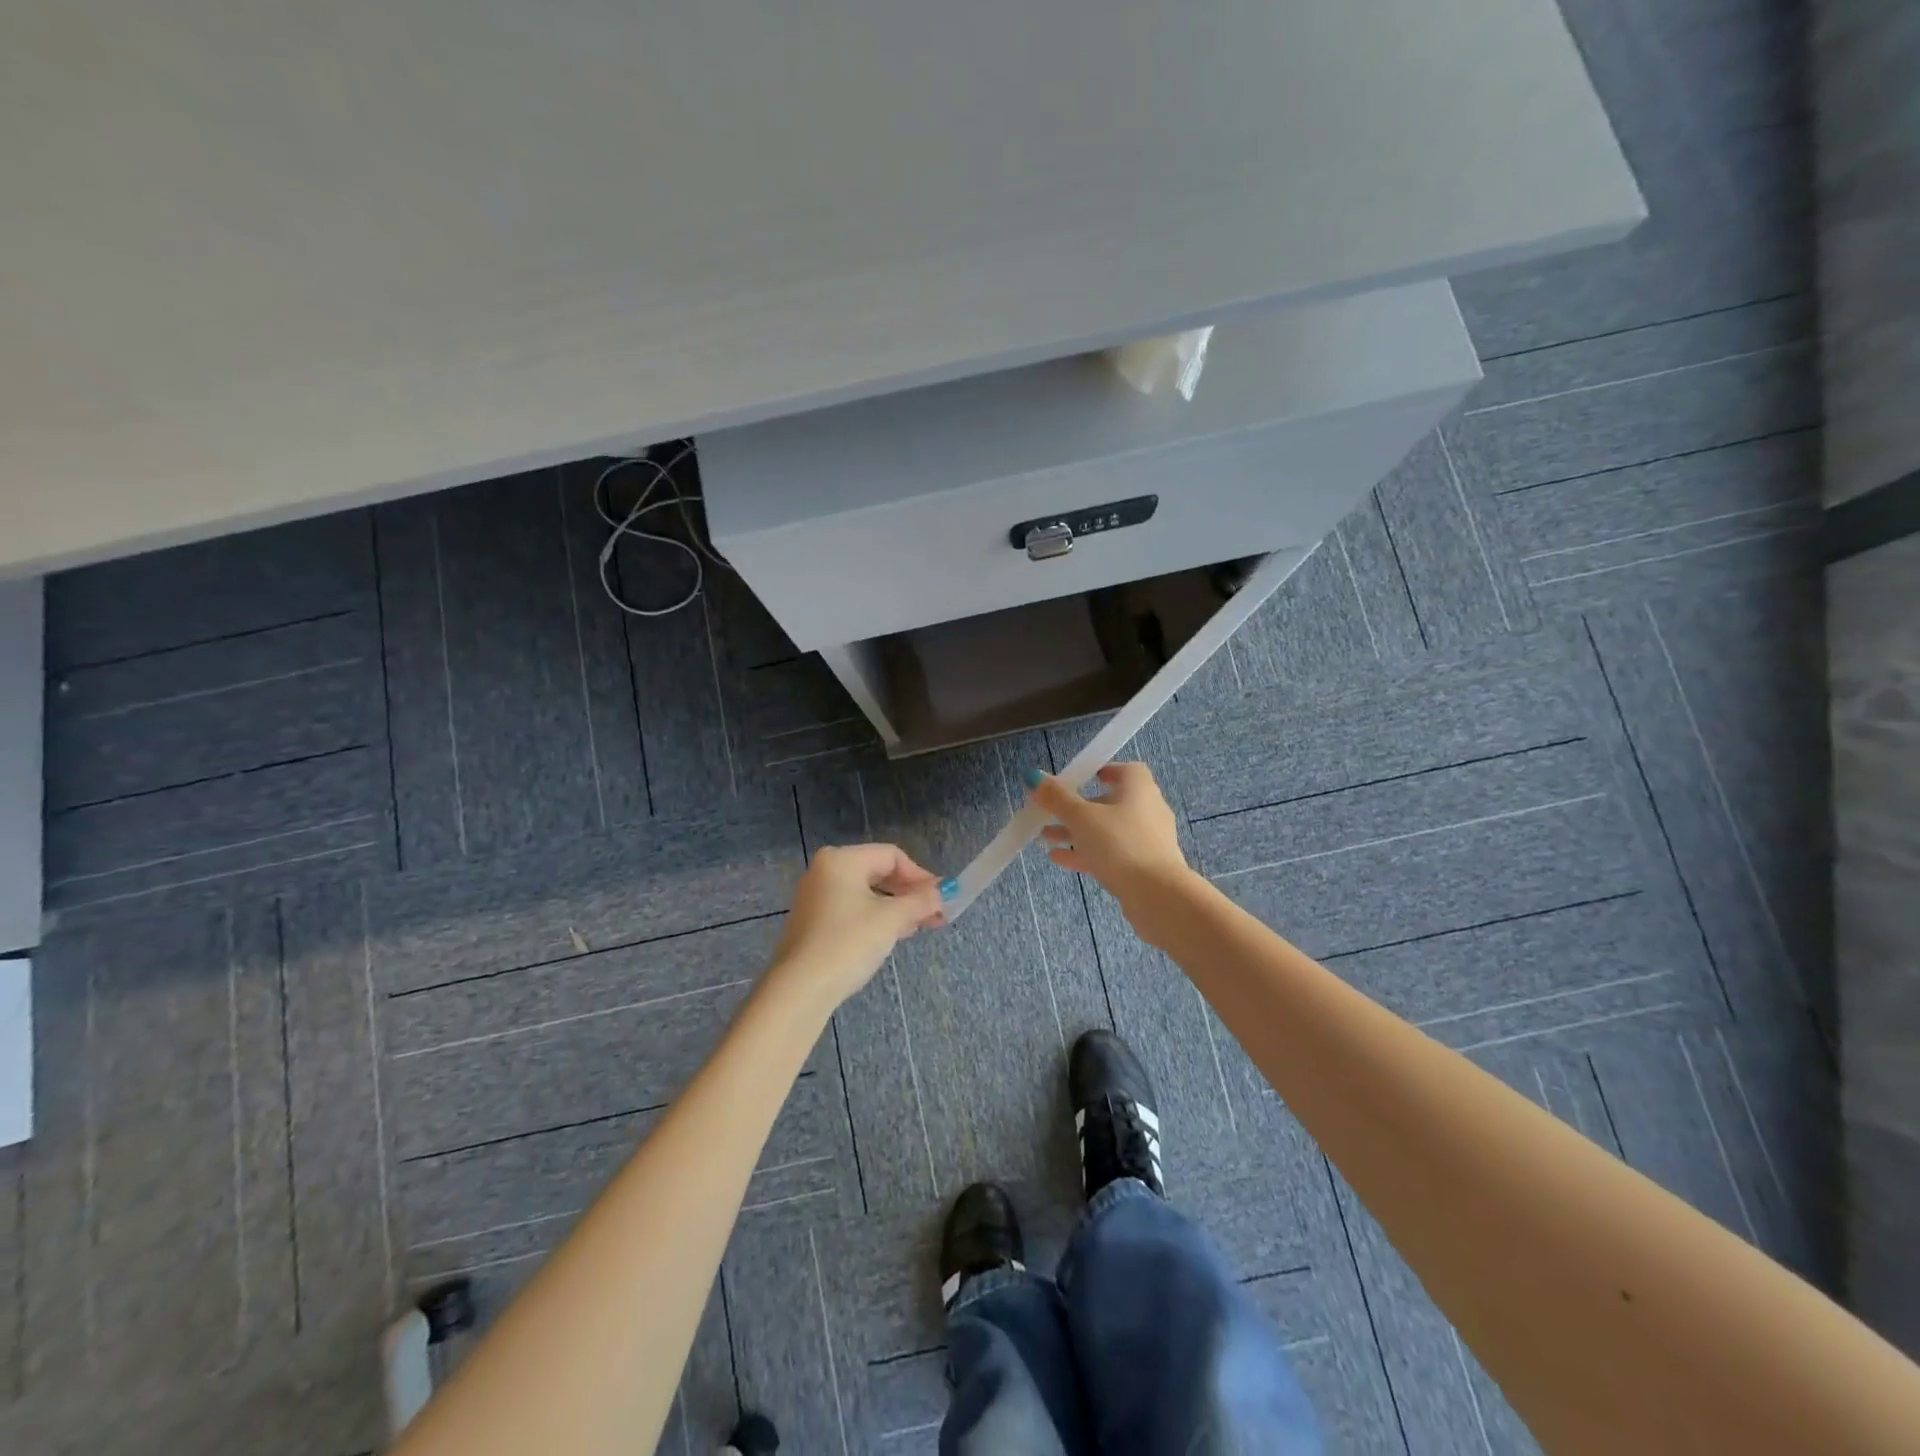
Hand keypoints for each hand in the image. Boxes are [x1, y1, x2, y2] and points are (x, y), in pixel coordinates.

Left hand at [768, 843, 945, 1009]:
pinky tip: (891, 936)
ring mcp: (815, 897)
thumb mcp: (892, 919)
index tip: (941, 899)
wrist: (801, 989)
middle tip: (935, 915)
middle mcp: (825, 871)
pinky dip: (875, 918)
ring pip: (866, 893)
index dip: (921, 876)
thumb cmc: (848, 943)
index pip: (892, 856)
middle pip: (878, 872)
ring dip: (895, 907)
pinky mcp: (812, 922)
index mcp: (841, 859)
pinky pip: (852, 909)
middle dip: (910, 893)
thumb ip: (921, 901)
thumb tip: (943, 894)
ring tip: (918, 927)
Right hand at [1030, 763, 1196, 928]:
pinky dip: (1088, 853)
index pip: (1126, 770)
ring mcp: (1148, 841)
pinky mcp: (1144, 867)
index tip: (1081, 778)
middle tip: (1051, 811)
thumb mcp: (1081, 818)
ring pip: (1108, 830)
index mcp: (1139, 789)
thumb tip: (1033, 775)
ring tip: (1046, 837)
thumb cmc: (1120, 844)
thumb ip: (1057, 798)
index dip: (1104, 770)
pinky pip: (1112, 853)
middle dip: (1079, 807)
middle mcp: (1148, 810)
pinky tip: (1060, 859)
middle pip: (1111, 802)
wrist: (1157, 896)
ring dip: (1078, 832)